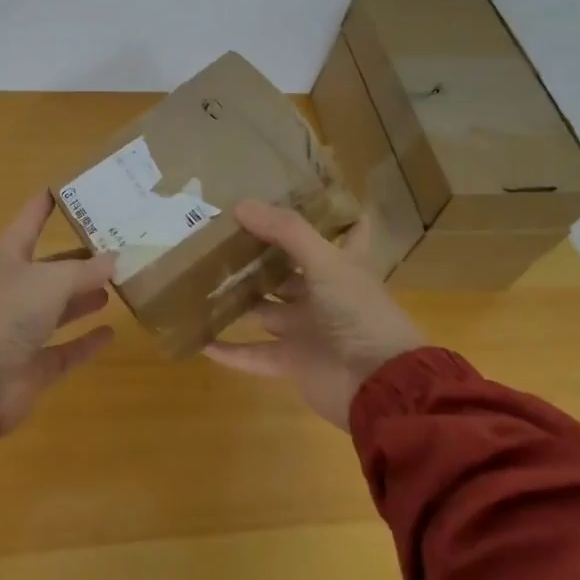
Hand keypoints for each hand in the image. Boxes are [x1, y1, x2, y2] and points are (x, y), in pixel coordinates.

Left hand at [0, 192, 117, 432]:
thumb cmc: (5, 314)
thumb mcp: (50, 282)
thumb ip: (85, 271)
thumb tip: (116, 258)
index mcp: (9, 258)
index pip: (31, 220)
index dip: (47, 203)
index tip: (71, 186)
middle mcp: (15, 289)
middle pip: (51, 267)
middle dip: (80, 258)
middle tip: (118, 245)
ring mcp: (21, 330)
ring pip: (59, 307)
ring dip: (84, 296)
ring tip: (117, 283)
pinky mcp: (32, 366)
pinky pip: (65, 350)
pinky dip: (86, 342)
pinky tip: (111, 332)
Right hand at [204, 200, 424, 429]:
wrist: (378, 386)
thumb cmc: (360, 313)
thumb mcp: (327, 262)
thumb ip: (286, 231)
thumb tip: (240, 205)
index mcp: (345, 266)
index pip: (348, 232)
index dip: (333, 213)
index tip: (303, 193)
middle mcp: (326, 295)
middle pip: (291, 270)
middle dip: (262, 255)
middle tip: (224, 233)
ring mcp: (309, 329)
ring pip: (267, 309)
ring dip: (241, 298)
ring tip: (203, 278)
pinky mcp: (294, 361)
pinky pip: (255, 354)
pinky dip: (230, 351)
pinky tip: (202, 338)